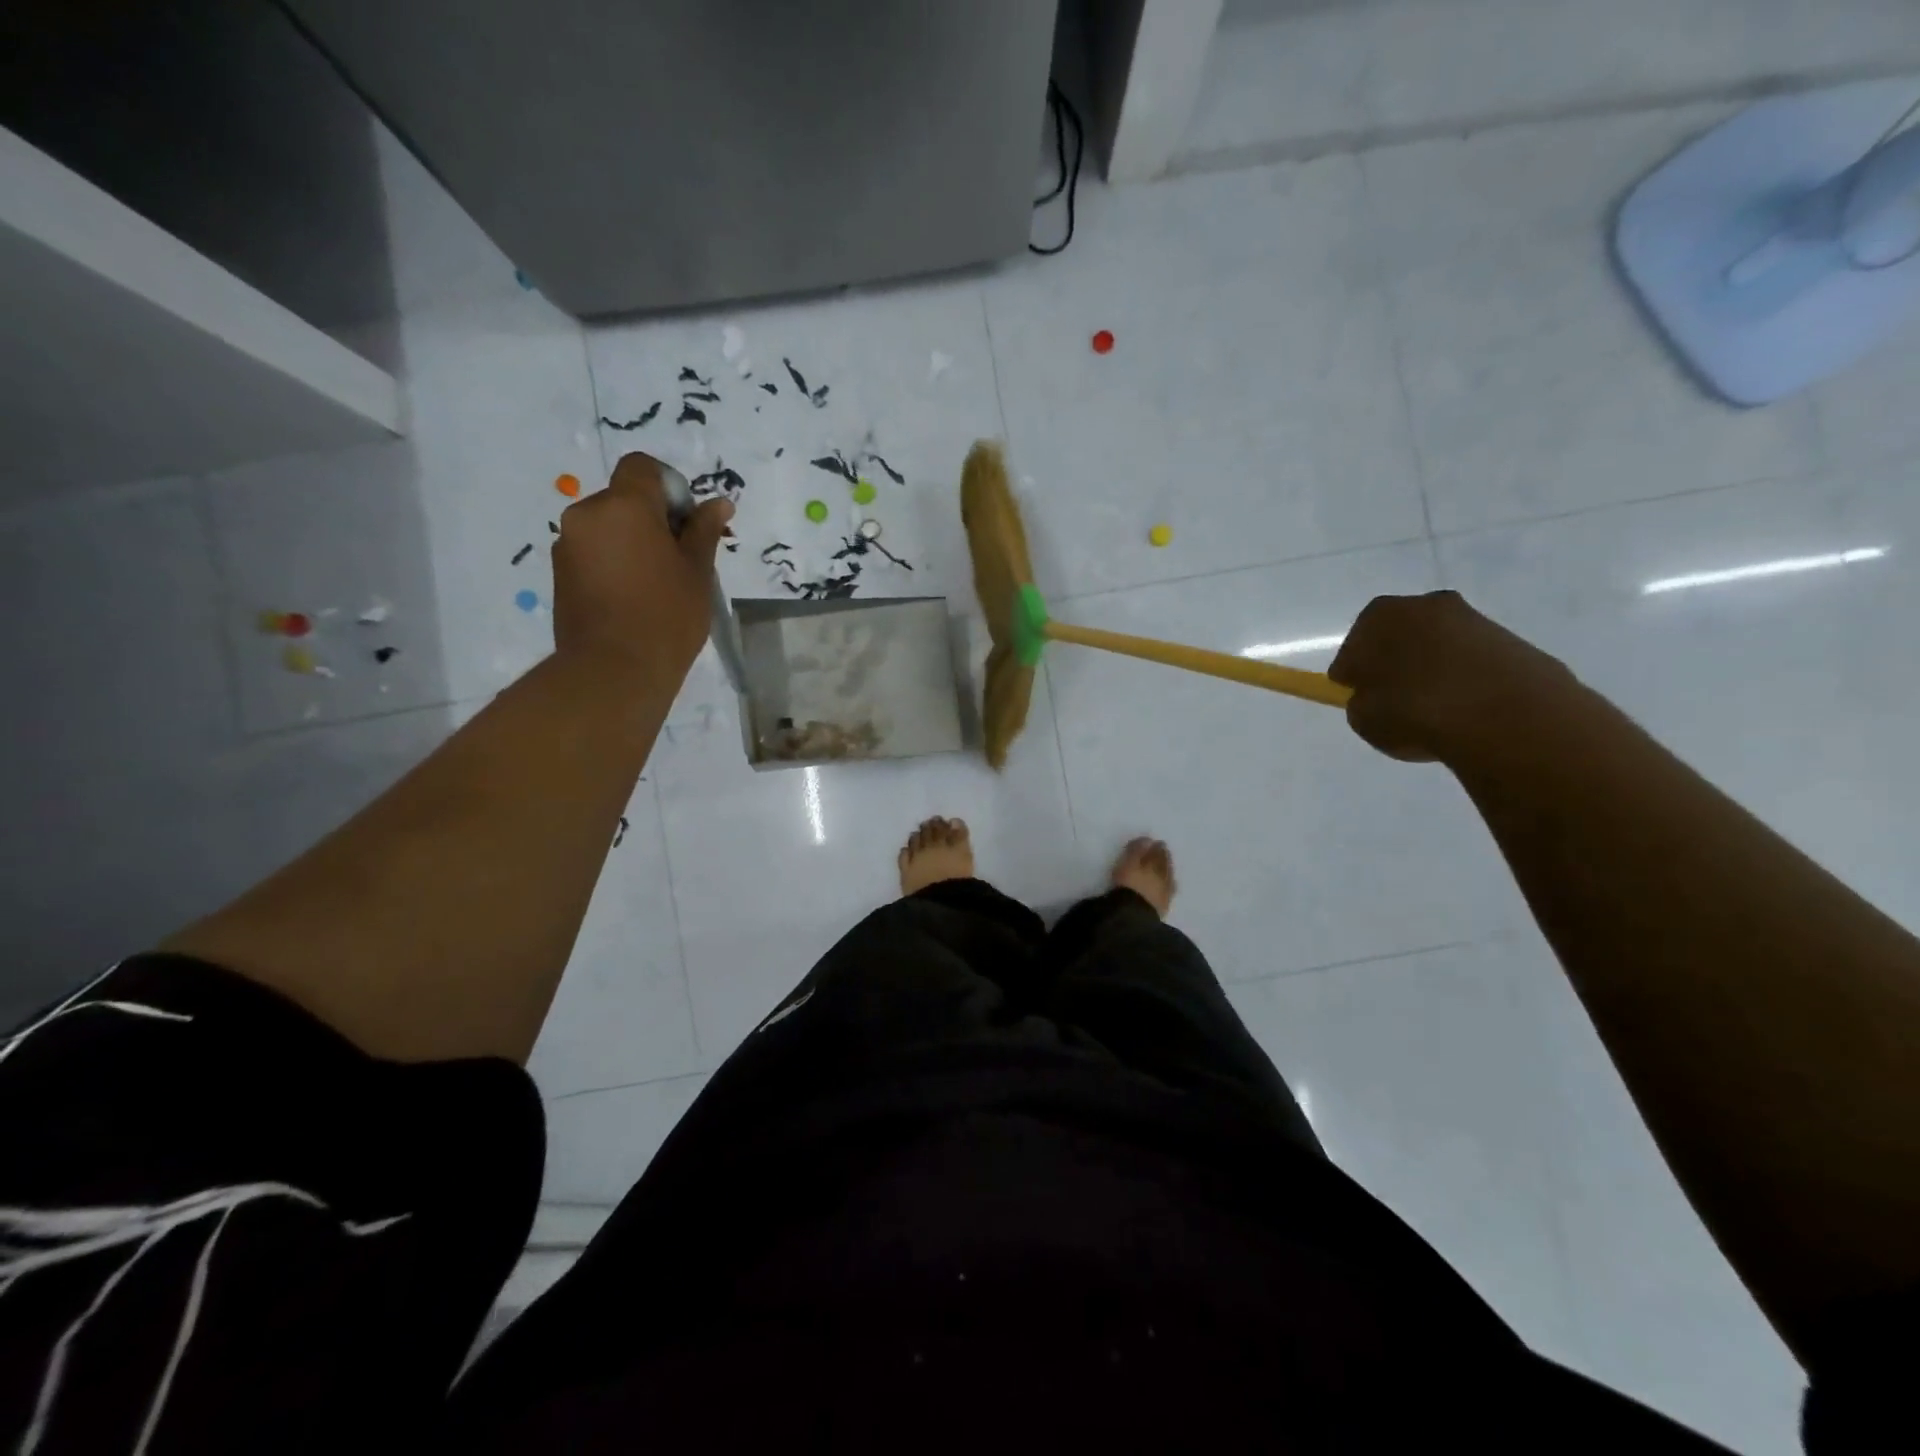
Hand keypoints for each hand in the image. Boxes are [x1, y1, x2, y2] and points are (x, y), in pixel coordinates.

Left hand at [552, 452, 733, 682]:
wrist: (615, 670)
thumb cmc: (667, 616)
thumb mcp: (697, 571)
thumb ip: (704, 530)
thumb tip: (719, 503)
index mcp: (624, 506)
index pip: (642, 467)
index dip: (669, 486)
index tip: (687, 523)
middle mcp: (587, 514)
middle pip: (624, 498)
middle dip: (652, 519)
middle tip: (680, 559)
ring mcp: (567, 545)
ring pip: (607, 527)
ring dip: (632, 542)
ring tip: (657, 584)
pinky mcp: (559, 574)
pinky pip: (592, 552)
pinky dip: (614, 562)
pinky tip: (633, 598)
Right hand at [1328, 590, 1578, 762]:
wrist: (1506, 719)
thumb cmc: (1415, 712)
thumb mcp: (1364, 718)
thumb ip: (1363, 702)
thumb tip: (1376, 697)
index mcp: (1381, 616)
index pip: (1354, 647)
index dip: (1355, 674)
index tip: (1361, 698)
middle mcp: (1427, 605)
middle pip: (1400, 638)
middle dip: (1396, 664)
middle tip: (1394, 702)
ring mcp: (1475, 621)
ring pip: (1439, 648)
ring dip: (1433, 672)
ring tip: (1436, 712)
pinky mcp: (1513, 643)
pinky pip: (1473, 663)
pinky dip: (1466, 681)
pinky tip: (1467, 711)